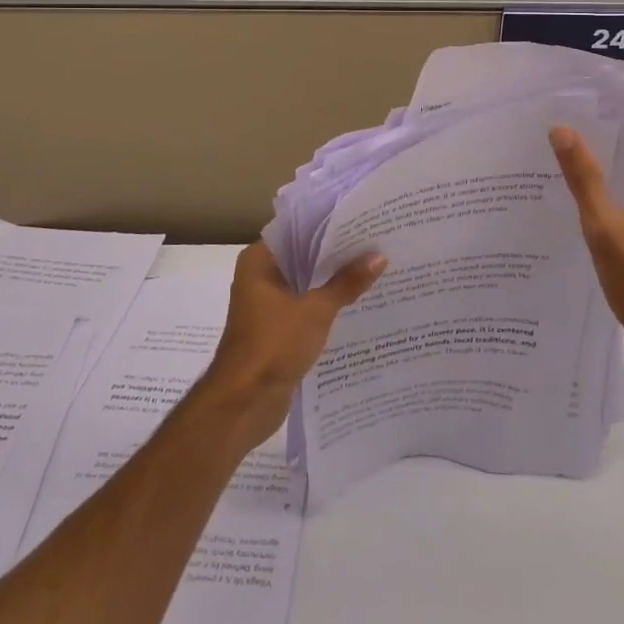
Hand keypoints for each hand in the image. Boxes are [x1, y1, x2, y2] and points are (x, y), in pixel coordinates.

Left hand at [203, 240, 386, 448]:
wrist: (244, 404)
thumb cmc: (273, 344)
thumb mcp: (315, 310)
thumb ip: (347, 282)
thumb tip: (379, 255)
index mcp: (259, 261)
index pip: (298, 231)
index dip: (328, 226)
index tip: (361, 220)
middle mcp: (260, 277)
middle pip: (304, 258)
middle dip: (336, 255)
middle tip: (376, 243)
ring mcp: (267, 305)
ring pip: (306, 284)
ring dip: (333, 282)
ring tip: (374, 269)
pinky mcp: (277, 330)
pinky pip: (306, 308)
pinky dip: (327, 305)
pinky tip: (358, 303)